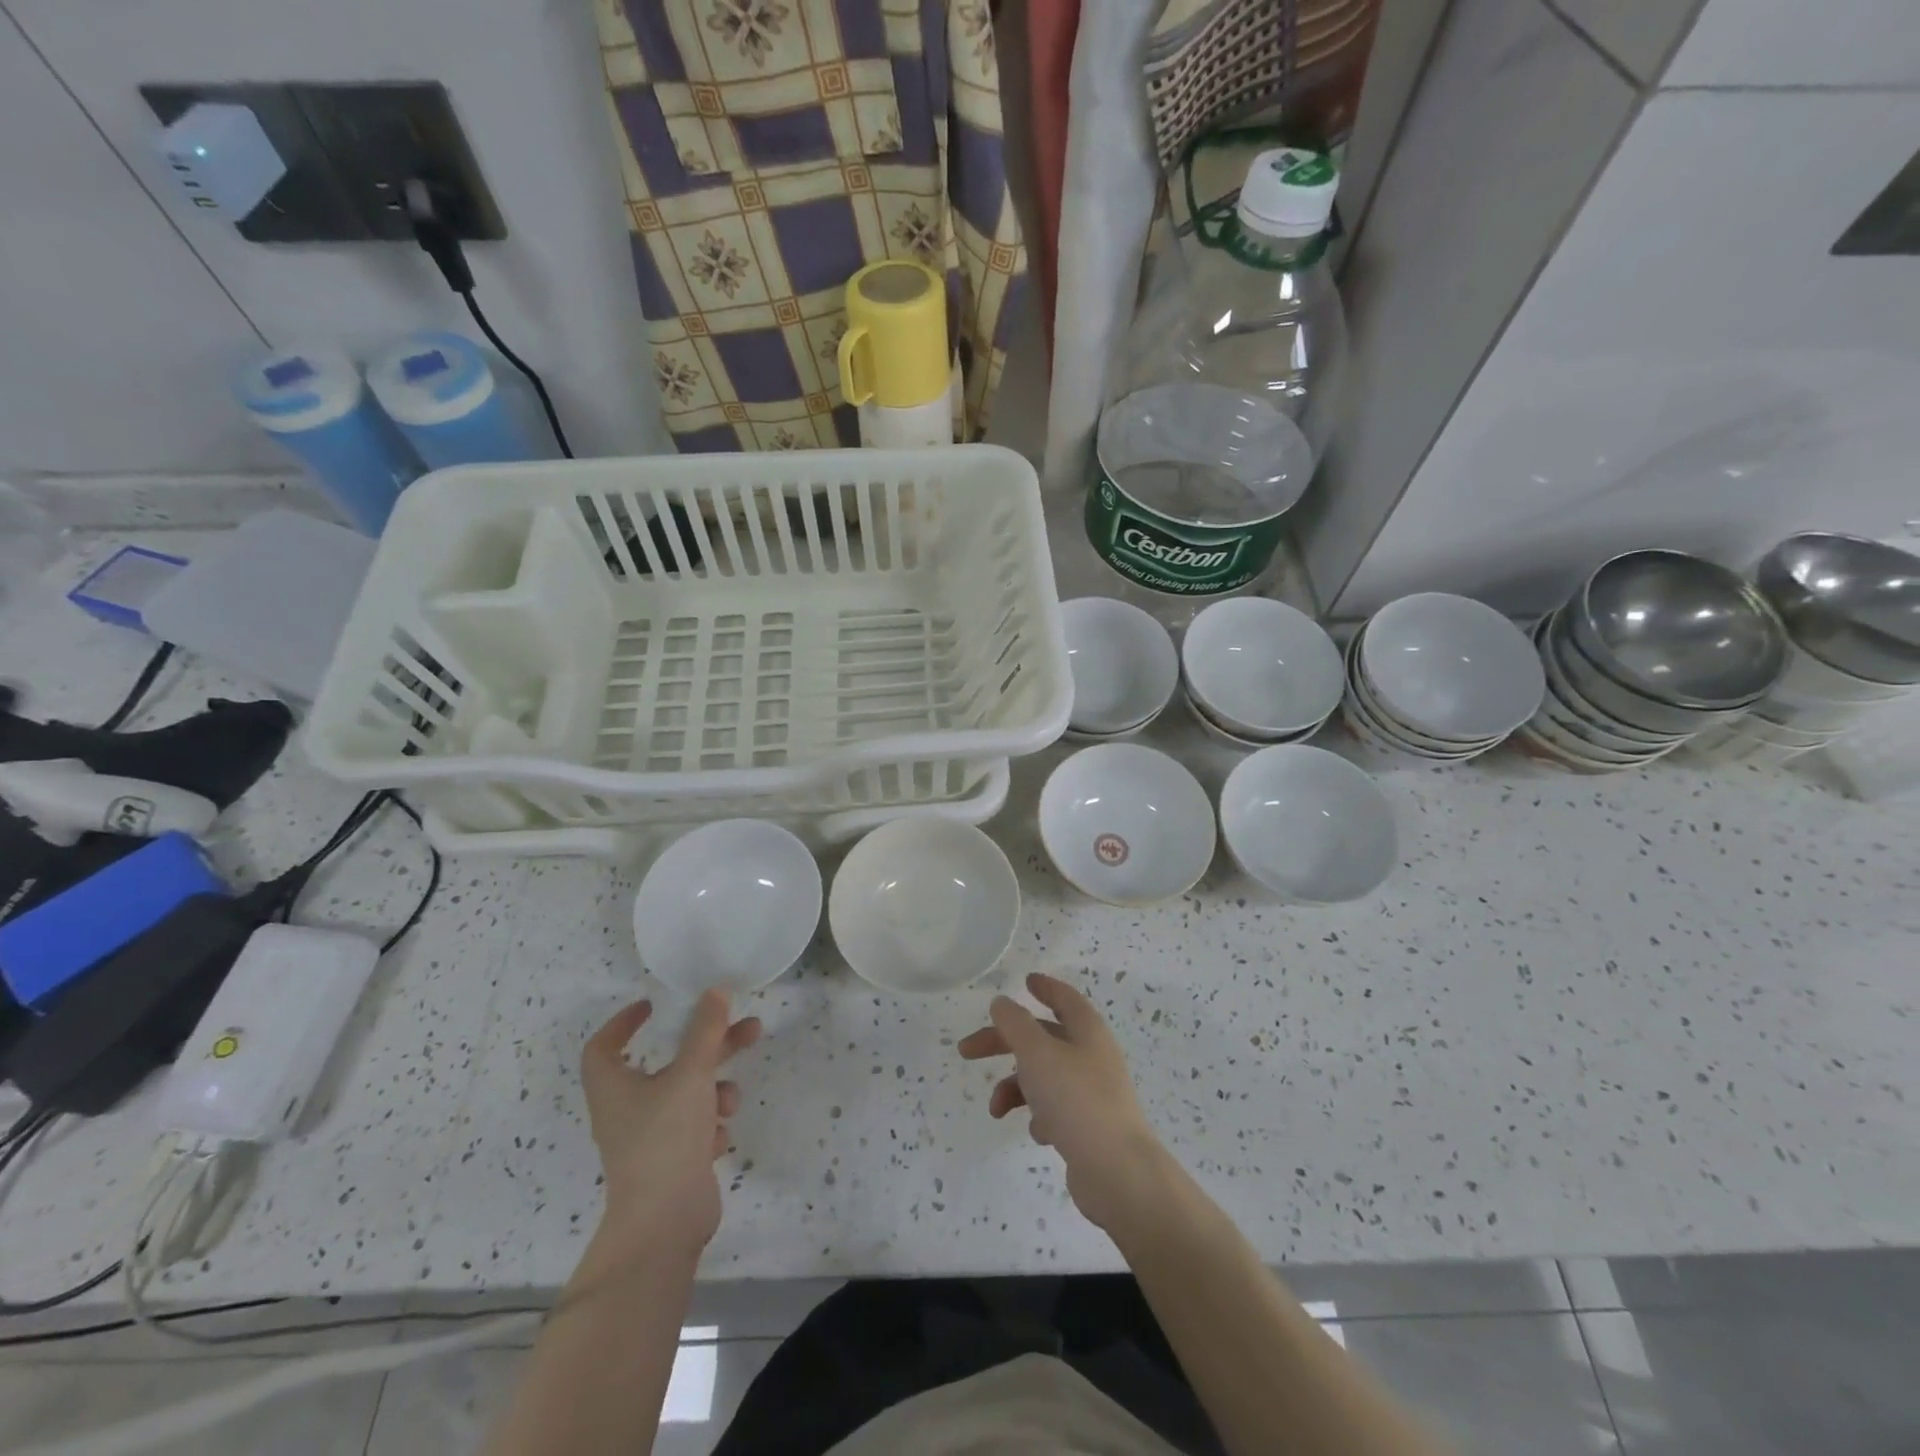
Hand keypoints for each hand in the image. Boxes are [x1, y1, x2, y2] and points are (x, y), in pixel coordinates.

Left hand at [580, 990, 761, 1262]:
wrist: (665, 1223)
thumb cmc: (665, 1139)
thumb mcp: (690, 1075)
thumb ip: (705, 1031)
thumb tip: (714, 990)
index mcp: (614, 1088)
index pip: (603, 1046)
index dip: (624, 1022)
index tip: (654, 1006)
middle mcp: (627, 1110)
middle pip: (667, 1063)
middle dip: (708, 1045)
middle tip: (744, 1027)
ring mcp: (650, 1138)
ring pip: (687, 1094)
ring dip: (714, 1089)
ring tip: (732, 1099)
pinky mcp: (672, 1160)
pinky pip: (695, 1127)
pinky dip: (709, 1125)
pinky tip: (717, 1136)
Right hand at [958, 973, 1168, 1235]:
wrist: (1118, 1172)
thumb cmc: (1076, 1099)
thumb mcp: (1038, 1053)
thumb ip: (1015, 1024)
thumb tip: (1002, 1002)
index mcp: (1086, 1030)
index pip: (1064, 998)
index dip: (1044, 988)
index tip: (1025, 981)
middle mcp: (1092, 1056)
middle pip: (1042, 1038)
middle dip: (1004, 1043)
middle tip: (967, 1050)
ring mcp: (1093, 1092)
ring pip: (1044, 1076)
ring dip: (1015, 1088)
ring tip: (997, 1110)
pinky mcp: (1089, 1127)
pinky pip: (1056, 1110)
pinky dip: (1039, 1116)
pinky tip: (1039, 1133)